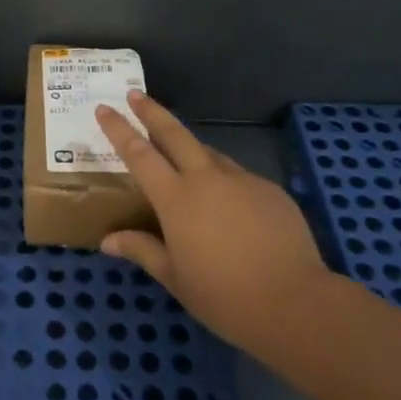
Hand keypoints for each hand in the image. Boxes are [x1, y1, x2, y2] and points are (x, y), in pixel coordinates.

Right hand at [94, 92, 333, 357]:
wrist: (295, 304)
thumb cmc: (225, 297)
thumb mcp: (175, 278)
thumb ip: (142, 250)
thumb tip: (107, 240)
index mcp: (176, 199)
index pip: (139, 154)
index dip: (119, 129)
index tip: (105, 108)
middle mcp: (206, 179)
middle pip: (174, 133)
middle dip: (152, 111)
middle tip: (136, 94)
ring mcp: (241, 180)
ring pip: (208, 154)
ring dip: (190, 149)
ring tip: (182, 159)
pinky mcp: (270, 190)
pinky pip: (238, 177)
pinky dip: (224, 181)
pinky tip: (228, 206)